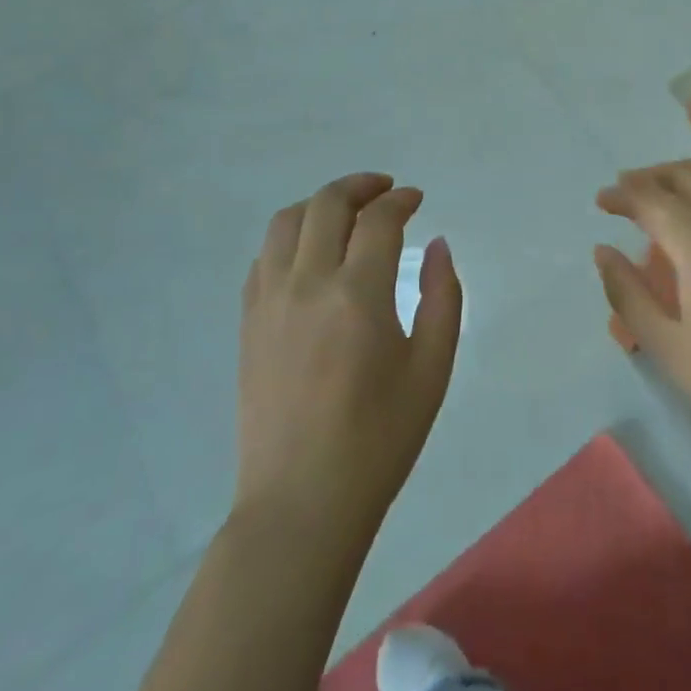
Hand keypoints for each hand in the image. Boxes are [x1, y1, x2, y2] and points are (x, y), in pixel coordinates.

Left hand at [235, 173, 462, 542]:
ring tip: (346, 213)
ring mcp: (270, 301)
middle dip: (361, 185)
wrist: (301, 504)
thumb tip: (437, 245)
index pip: (378, 219)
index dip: (401, 200)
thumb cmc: (378, 440)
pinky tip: (310, 253)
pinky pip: (264, 256)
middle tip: (385, 192)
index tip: (416, 200)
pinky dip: (290, 237)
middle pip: (327, 204)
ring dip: (320, 204)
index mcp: (358, 295)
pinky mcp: (248, 322)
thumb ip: (442, 297)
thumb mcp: (432, 370)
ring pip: (287, 220)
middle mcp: (307, 284)